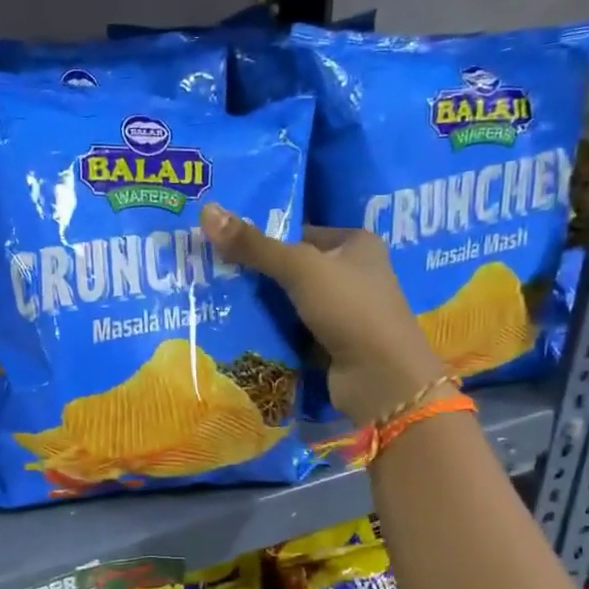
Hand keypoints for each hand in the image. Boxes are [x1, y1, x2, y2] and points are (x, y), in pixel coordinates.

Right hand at [201, 204, 448, 424]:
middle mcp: (354, 275)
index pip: (301, 233)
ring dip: (260, 306)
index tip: (223, 244)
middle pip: (294, 268)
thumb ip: (254, 245)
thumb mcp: (299, 268)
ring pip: (291, 302)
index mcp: (357, 244)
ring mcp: (344, 312)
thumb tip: (207, 211)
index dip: (264, 237)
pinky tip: (236, 330)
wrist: (380, 378)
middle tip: (212, 272)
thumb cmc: (349, 309)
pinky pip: (293, 331)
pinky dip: (271, 332)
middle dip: (257, 273)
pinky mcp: (332, 344)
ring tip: (214, 299)